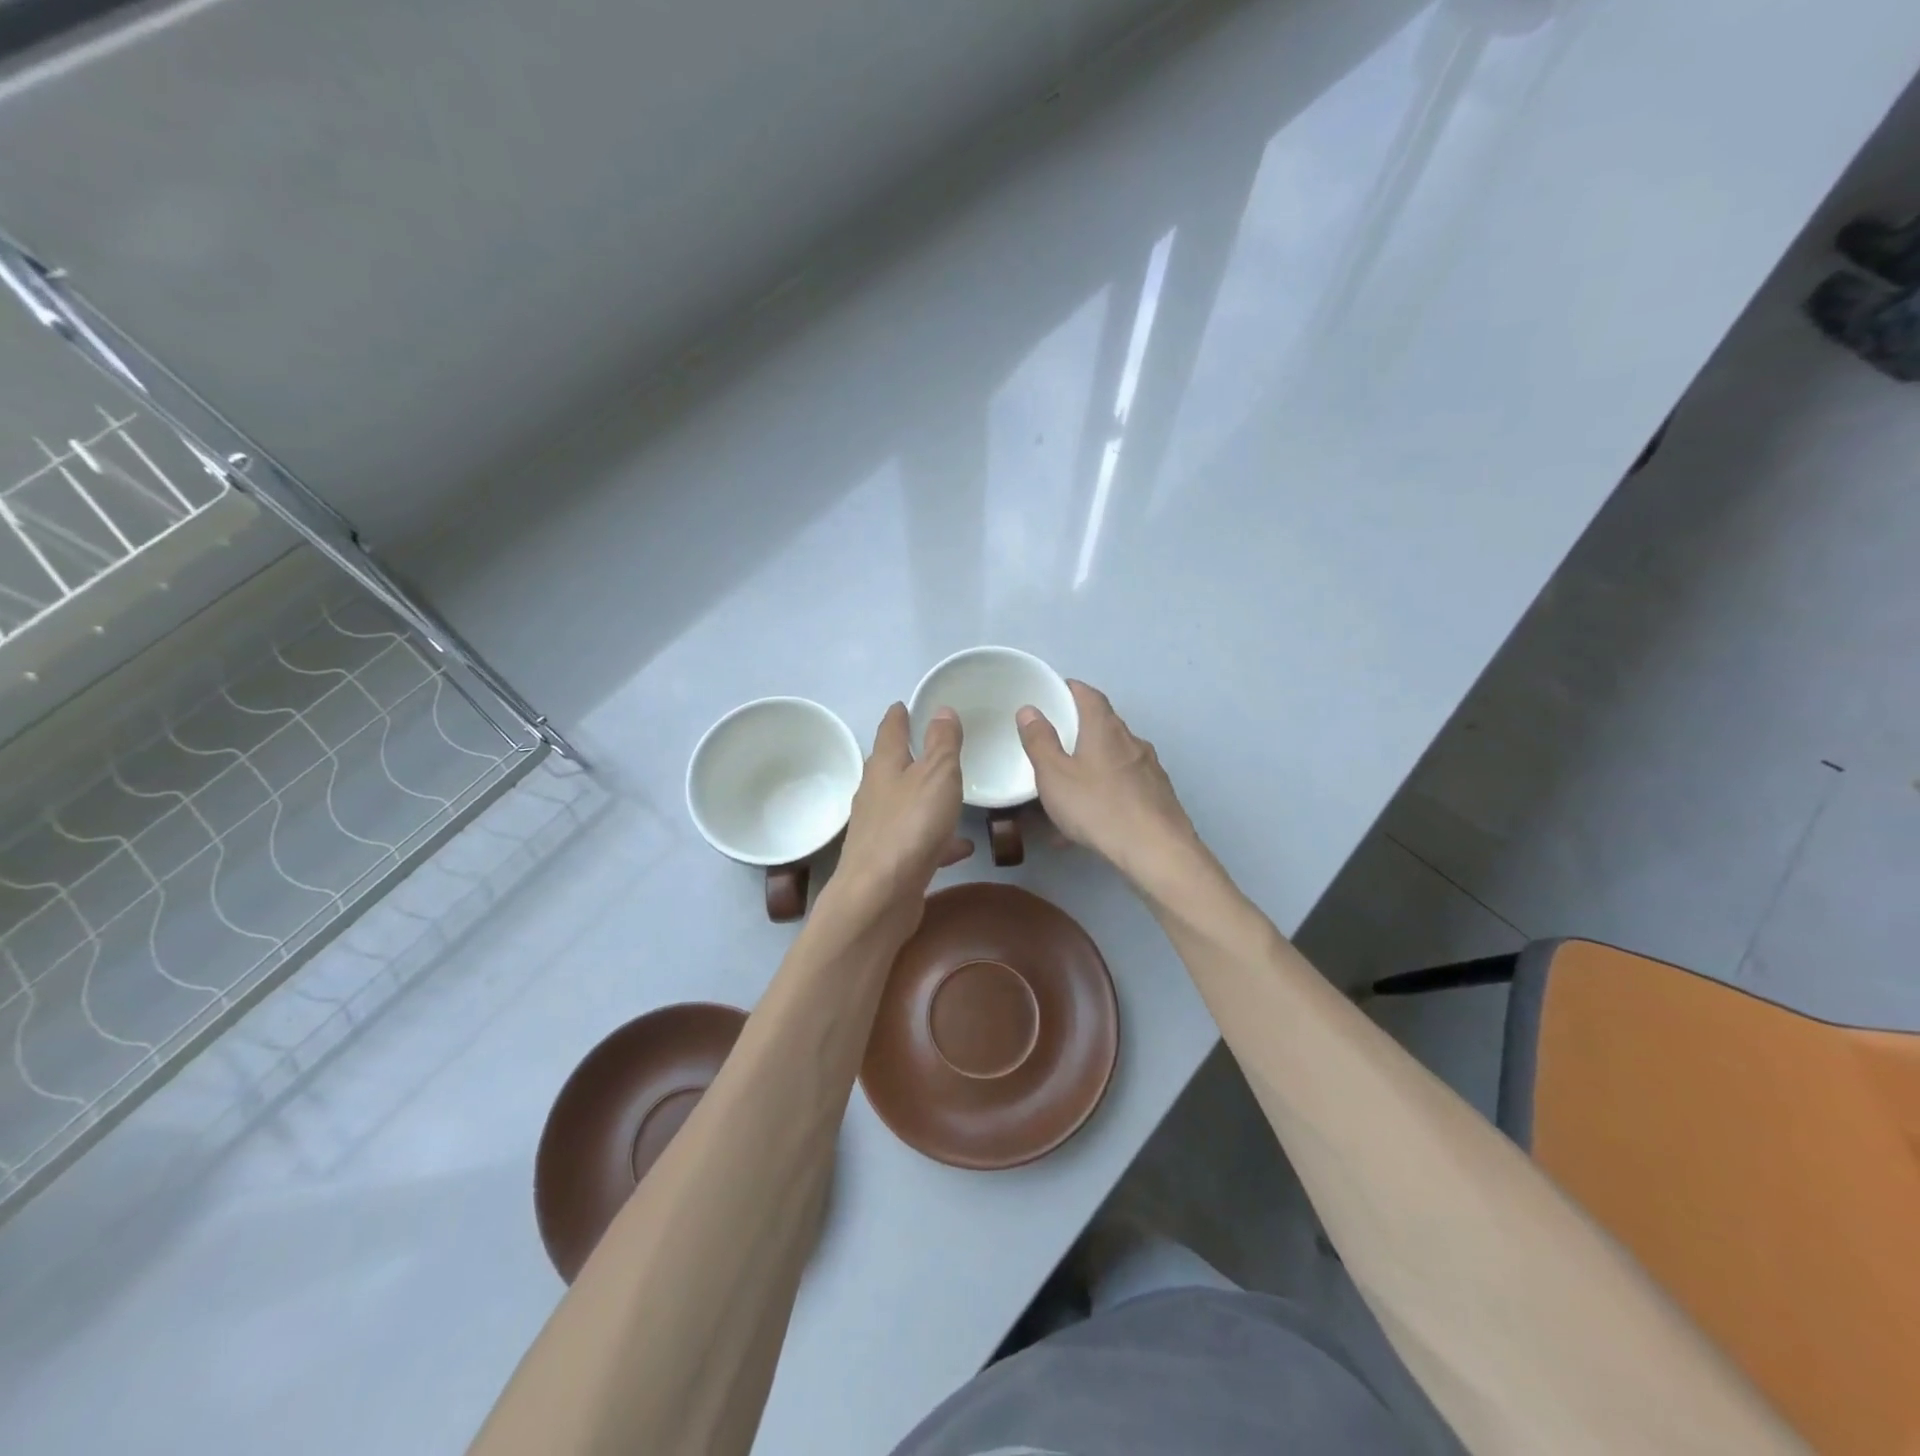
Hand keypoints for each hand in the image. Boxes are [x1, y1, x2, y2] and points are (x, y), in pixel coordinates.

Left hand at [832, 703, 971, 935]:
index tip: (902, 704)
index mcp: (884, 766)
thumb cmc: (910, 826)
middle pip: (890, 767)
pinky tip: (961, 846)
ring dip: (924, 797)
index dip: (898, 716)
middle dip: (907, 755)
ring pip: (904, 805)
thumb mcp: (937, 775)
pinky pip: (919, 841)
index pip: (890, 731)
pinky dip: (938, 838)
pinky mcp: (889, 861)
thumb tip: (941, 709)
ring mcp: (879, 829)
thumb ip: (942, 743)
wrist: (879, 896)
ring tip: (949, 794)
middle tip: (928, 744)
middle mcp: (875, 794)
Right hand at [1016, 681, 1198, 887]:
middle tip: (1055, 745)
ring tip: (1067, 794)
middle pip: (1104, 726)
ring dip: (1091, 768)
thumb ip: (1039, 741)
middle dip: (1079, 732)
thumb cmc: (1097, 806)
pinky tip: (1089, 825)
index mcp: (1105, 728)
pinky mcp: (1159, 797)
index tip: (1054, 694)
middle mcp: (1132, 741)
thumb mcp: (1054, 775)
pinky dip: (1105, 795)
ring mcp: (1149, 769)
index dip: (1071, 690)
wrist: (1156, 851)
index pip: (1089, 695)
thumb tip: (1030, 710)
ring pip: (1114, 760)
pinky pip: (1124, 788)